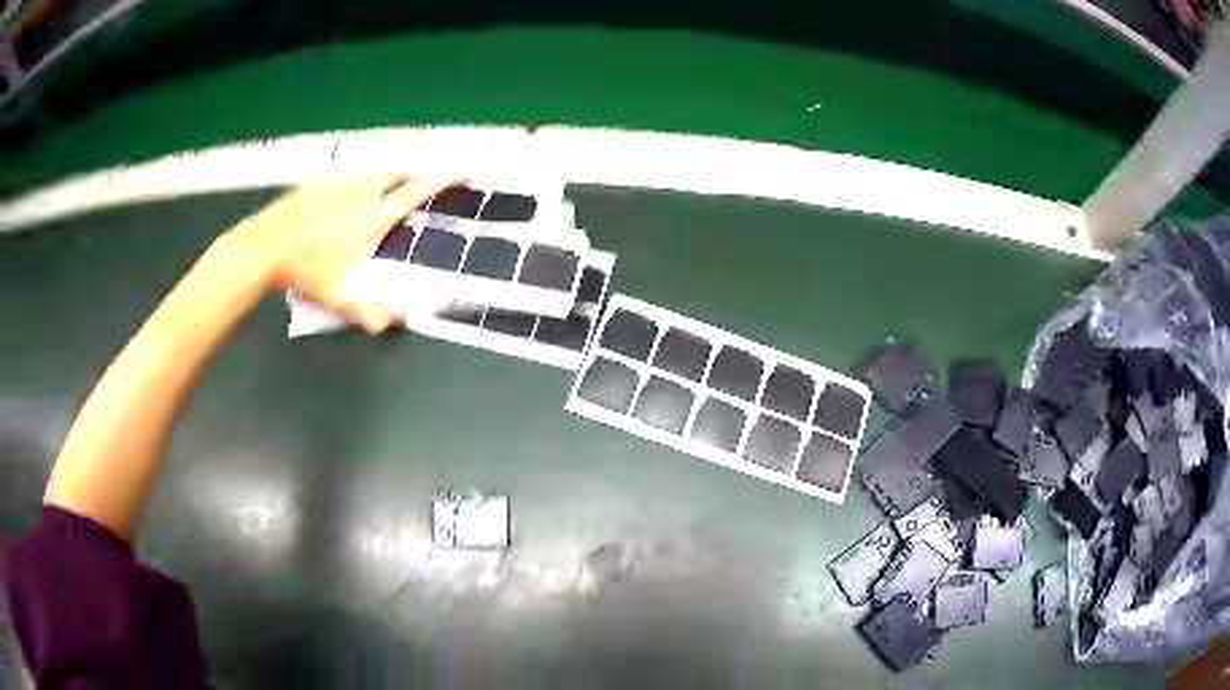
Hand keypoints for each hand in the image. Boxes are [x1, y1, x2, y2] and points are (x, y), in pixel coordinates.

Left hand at [225, 175, 455, 332]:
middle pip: (400, 172)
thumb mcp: (337, 298)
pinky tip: (349, 194)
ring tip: (389, 190)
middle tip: (426, 184)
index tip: (466, 170)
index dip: (445, 179)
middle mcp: (362, 191)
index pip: (417, 191)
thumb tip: (397, 322)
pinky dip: (360, 180)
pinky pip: (350, 174)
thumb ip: (369, 312)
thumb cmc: (303, 271)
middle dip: (418, 174)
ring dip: (389, 177)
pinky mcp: (321, 180)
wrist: (264, 247)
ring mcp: (340, 182)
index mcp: (373, 216)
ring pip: (375, 171)